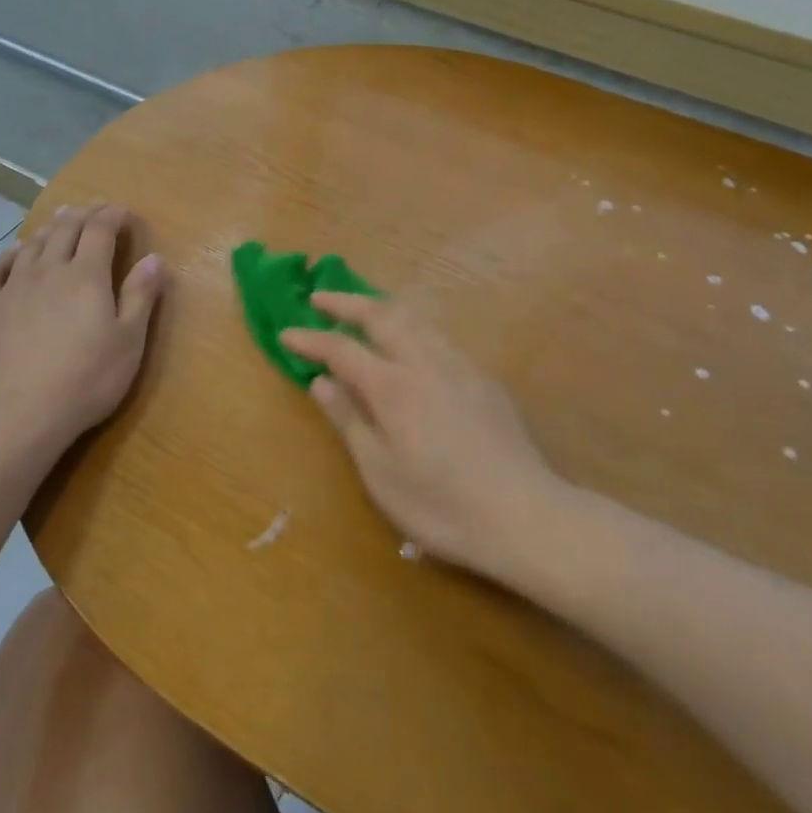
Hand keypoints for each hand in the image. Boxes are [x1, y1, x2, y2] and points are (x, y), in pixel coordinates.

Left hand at [0, 204, 164, 480]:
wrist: (14, 420)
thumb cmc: (84, 382)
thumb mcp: (128, 343)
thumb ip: (140, 297)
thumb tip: (154, 258)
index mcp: (85, 276)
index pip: (99, 230)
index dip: (112, 215)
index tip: (123, 211)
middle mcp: (47, 272)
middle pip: (64, 230)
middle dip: (82, 214)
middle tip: (93, 208)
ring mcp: (12, 290)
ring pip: (31, 246)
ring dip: (48, 229)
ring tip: (58, 222)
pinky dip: (8, 257)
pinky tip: (12, 257)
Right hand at [281, 294, 561, 578]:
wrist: (524, 515)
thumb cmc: (441, 504)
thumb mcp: (381, 473)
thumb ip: (350, 420)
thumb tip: (322, 382)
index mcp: (393, 386)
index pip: (341, 349)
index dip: (311, 339)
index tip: (286, 334)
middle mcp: (425, 361)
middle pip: (380, 316)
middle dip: (345, 302)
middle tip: (318, 298)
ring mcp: (459, 365)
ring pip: (415, 319)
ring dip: (380, 308)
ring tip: (361, 310)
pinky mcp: (483, 379)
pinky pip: (438, 337)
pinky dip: (411, 328)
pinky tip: (411, 346)